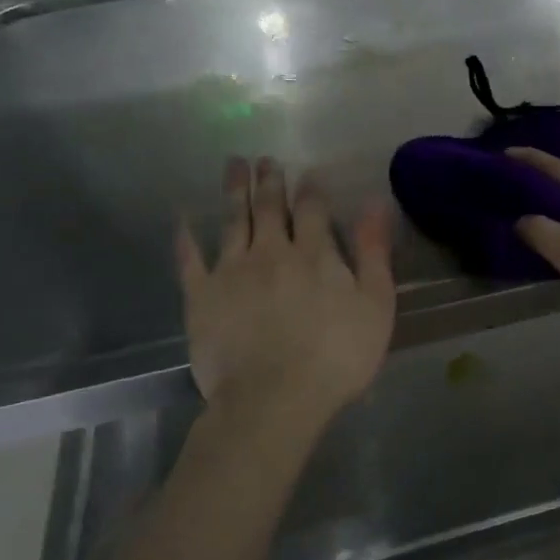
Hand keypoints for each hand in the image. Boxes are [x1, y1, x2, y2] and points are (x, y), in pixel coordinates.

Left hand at [177, 158, 395, 424]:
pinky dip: (186, 236)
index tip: (308, 172)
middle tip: (265, 159)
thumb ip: (373, 252)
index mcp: (315, 253)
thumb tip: (375, 203)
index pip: (313, 208)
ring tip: (233, 166)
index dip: (311, 188)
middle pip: (270, 207)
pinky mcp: (201, 296)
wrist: (274, 400)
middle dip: (269, 180)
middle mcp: (271, 251)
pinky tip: (183, 218)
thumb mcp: (375, 304)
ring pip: (233, 221)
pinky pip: (190, 258)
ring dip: (234, 191)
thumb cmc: (337, 356)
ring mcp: (231, 271)